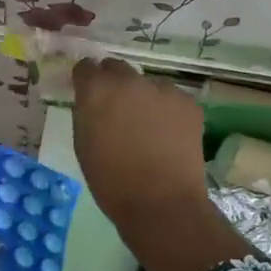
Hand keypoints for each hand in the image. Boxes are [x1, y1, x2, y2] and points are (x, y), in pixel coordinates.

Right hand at [71, 59, 208, 220]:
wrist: (161, 203)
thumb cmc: (111, 180)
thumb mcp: (83, 144)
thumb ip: (86, 113)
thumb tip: (92, 101)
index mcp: (97, 90)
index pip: (86, 67)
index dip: (86, 80)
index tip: (88, 94)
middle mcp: (129, 80)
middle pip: (116, 68)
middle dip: (113, 83)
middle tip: (117, 110)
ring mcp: (162, 89)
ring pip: (146, 84)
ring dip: (142, 97)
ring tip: (147, 127)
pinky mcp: (188, 102)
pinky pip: (170, 98)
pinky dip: (166, 111)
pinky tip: (167, 135)